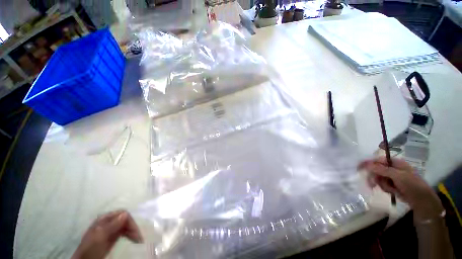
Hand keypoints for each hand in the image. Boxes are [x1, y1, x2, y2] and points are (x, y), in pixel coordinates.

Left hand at [72, 210, 142, 258]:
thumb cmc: (90, 248)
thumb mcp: (100, 236)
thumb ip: (112, 225)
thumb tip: (126, 213)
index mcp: (105, 218)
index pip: (122, 213)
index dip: (130, 221)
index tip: (135, 232)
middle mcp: (109, 221)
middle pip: (125, 219)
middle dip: (133, 228)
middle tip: (139, 238)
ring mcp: (110, 229)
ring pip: (126, 226)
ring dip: (133, 232)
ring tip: (138, 240)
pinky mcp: (112, 236)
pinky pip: (124, 232)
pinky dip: (130, 235)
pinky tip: (133, 239)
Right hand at [359, 157, 443, 220]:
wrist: (421, 200)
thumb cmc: (412, 184)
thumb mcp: (398, 176)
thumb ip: (382, 169)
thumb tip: (367, 164)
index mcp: (395, 163)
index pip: (377, 160)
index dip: (368, 163)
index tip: (358, 168)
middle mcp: (392, 168)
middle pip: (376, 169)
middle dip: (374, 177)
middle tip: (371, 184)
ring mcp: (392, 176)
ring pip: (378, 178)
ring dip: (381, 184)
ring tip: (389, 189)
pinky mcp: (392, 184)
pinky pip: (382, 184)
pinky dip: (385, 188)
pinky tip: (391, 191)